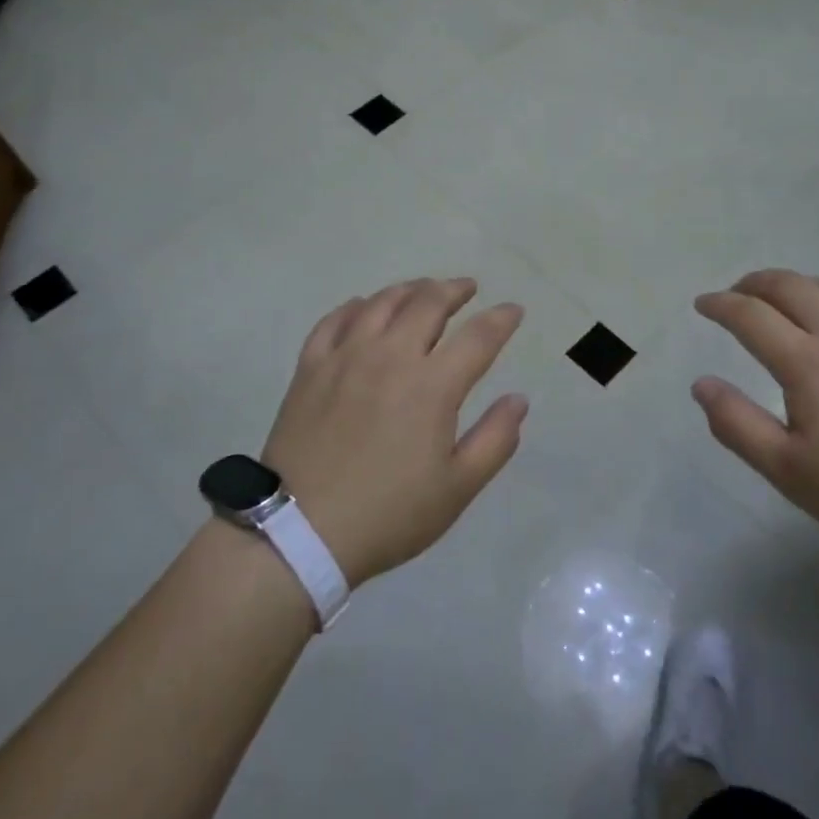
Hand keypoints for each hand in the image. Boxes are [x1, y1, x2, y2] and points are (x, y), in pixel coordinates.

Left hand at [259, 278, 526, 588]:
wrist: (300, 531)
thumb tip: (519, 399)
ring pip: (381, 303)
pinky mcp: (311, 367)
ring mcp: (345, 357)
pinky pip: (334, 320)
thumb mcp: (457, 488)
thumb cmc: (388, 514)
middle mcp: (390, 356)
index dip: (501, 319)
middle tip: (468, 288)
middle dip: (454, 289)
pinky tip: (363, 307)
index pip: (478, 337)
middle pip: (428, 303)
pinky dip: (355, 306)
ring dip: (409, 289)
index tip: (513, 310)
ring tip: (423, 289)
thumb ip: (495, 439)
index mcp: (432, 385)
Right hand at [692, 270, 818, 562]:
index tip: (702, 305)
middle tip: (734, 295)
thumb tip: (701, 383)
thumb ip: (736, 424)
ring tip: (778, 299)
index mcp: (806, 362)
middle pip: (788, 285)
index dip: (720, 305)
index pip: (750, 315)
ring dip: (792, 284)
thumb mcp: (788, 471)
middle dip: (752, 283)